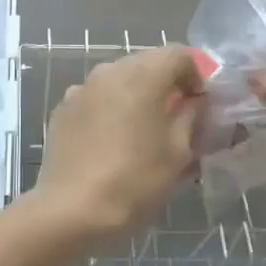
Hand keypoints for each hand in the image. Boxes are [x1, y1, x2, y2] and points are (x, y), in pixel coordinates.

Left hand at [33, 46, 204, 243]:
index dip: (197, 75)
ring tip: (143, 130)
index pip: (179, 55)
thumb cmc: (135, 180)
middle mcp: (109, 71)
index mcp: (143, 75)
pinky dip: (110, 109)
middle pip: (147, 63)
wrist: (72, 210)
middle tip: (177, 116)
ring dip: (136, 96)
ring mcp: (81, 89)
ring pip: (119, 80)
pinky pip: (96, 99)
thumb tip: (194, 102)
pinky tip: (112, 141)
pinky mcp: (62, 110)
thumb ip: (191, 117)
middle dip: (166, 84)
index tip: (202, 103)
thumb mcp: (178, 152)